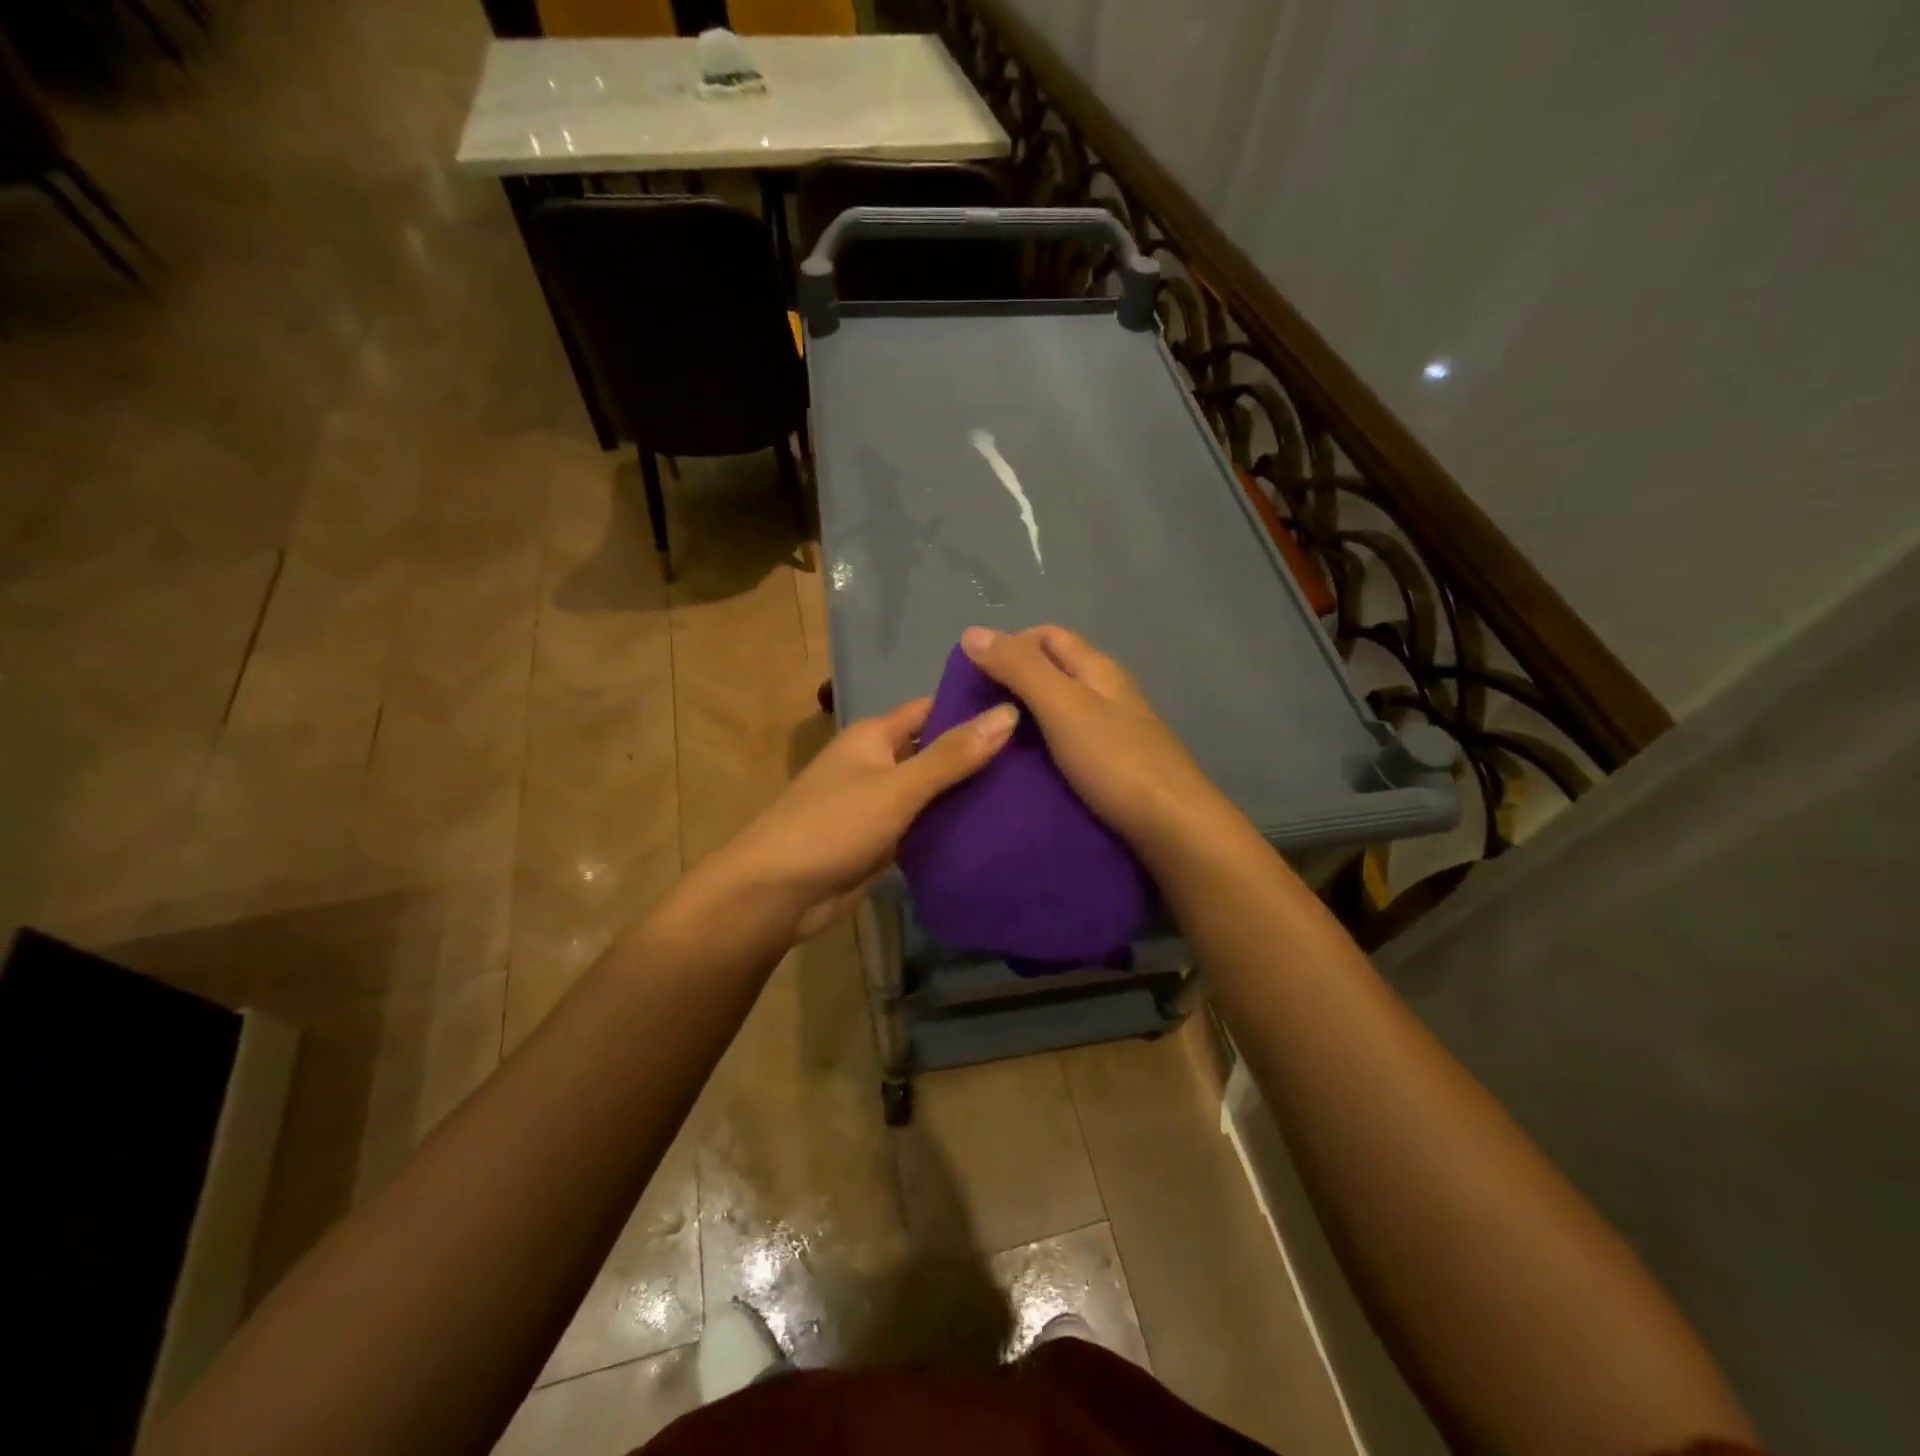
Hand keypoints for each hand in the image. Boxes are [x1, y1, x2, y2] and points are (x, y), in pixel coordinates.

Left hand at [707, 694, 1019, 939]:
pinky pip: (925, 825)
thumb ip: (952, 755)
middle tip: (1041, 754)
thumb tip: (1008, 714)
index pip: (933, 708)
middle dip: (979, 753)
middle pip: (936, 750)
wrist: (777, 894)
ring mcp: (881, 804)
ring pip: (933, 791)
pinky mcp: (883, 841)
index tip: (1026, 707)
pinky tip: (997, 829)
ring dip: (969, 793)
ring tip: (1031, 790)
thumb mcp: (897, 787)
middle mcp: (878, 763)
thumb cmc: (833, 825)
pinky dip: (952, 826)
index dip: (973, 707)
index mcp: (875, 736)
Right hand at [959, 625, 1230, 858]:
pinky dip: (1040, 749)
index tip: (971, 674)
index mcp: (1098, 669)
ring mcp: (1113, 733)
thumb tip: (972, 632)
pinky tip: (1021, 770)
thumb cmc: (1116, 761)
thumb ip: (1020, 669)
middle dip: (1013, 682)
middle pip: (1054, 672)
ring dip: (1025, 718)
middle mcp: (1107, 694)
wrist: (1174, 829)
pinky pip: (1067, 746)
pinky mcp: (1112, 769)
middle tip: (972, 712)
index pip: (1048, 636)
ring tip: (988, 742)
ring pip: (1060, 711)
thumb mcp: (1063, 706)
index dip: (1009, 643)